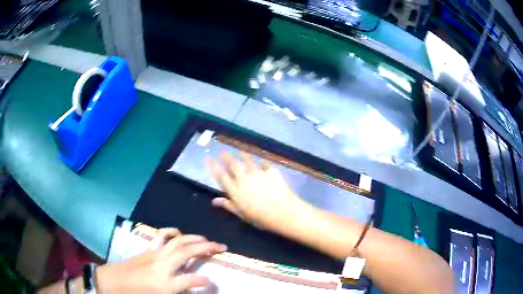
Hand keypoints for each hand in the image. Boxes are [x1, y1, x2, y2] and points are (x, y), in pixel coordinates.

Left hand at [96, 229, 226, 293]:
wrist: (111, 283)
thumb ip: (177, 293)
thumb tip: (192, 290)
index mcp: (165, 284)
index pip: (192, 281)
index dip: (206, 282)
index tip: (214, 283)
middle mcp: (162, 266)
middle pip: (187, 252)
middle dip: (207, 248)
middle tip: (221, 247)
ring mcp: (154, 255)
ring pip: (177, 240)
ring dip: (193, 237)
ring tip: (205, 239)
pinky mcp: (147, 250)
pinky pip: (161, 236)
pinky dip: (172, 232)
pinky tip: (178, 233)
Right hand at [207, 152, 305, 232]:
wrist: (284, 212)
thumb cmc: (261, 218)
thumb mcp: (242, 214)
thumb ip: (228, 205)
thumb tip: (214, 200)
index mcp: (236, 191)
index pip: (221, 176)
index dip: (214, 167)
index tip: (209, 158)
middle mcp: (244, 179)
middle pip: (233, 165)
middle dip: (227, 157)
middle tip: (223, 151)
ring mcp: (258, 173)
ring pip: (248, 161)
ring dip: (242, 155)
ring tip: (240, 151)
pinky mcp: (271, 171)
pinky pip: (265, 164)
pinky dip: (262, 162)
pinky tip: (262, 161)